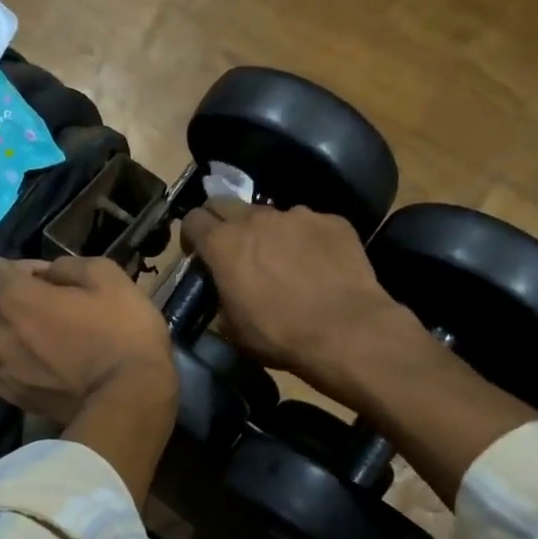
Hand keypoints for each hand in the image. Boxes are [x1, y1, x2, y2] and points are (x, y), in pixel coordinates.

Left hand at [0, 257, 177, 425]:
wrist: (130, 400)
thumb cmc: (124, 334)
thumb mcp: (109, 277)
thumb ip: (70, 266)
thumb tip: (50, 273)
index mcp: (18, 299)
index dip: (20, 268)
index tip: (49, 279)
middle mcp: (0, 334)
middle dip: (7, 298)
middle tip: (44, 306)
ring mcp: (4, 370)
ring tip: (30, 338)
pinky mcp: (16, 398)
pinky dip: (8, 366)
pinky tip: (33, 367)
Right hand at [181, 199, 403, 397]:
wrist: (345, 329)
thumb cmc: (279, 334)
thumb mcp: (233, 328)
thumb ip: (222, 298)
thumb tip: (226, 292)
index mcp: (223, 244)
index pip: (193, 220)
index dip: (191, 236)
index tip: (198, 254)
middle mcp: (257, 218)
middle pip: (226, 204)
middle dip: (222, 223)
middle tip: (232, 251)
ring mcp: (298, 215)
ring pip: (271, 215)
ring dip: (268, 233)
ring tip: (282, 262)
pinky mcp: (332, 221)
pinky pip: (310, 225)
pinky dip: (306, 241)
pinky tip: (318, 266)